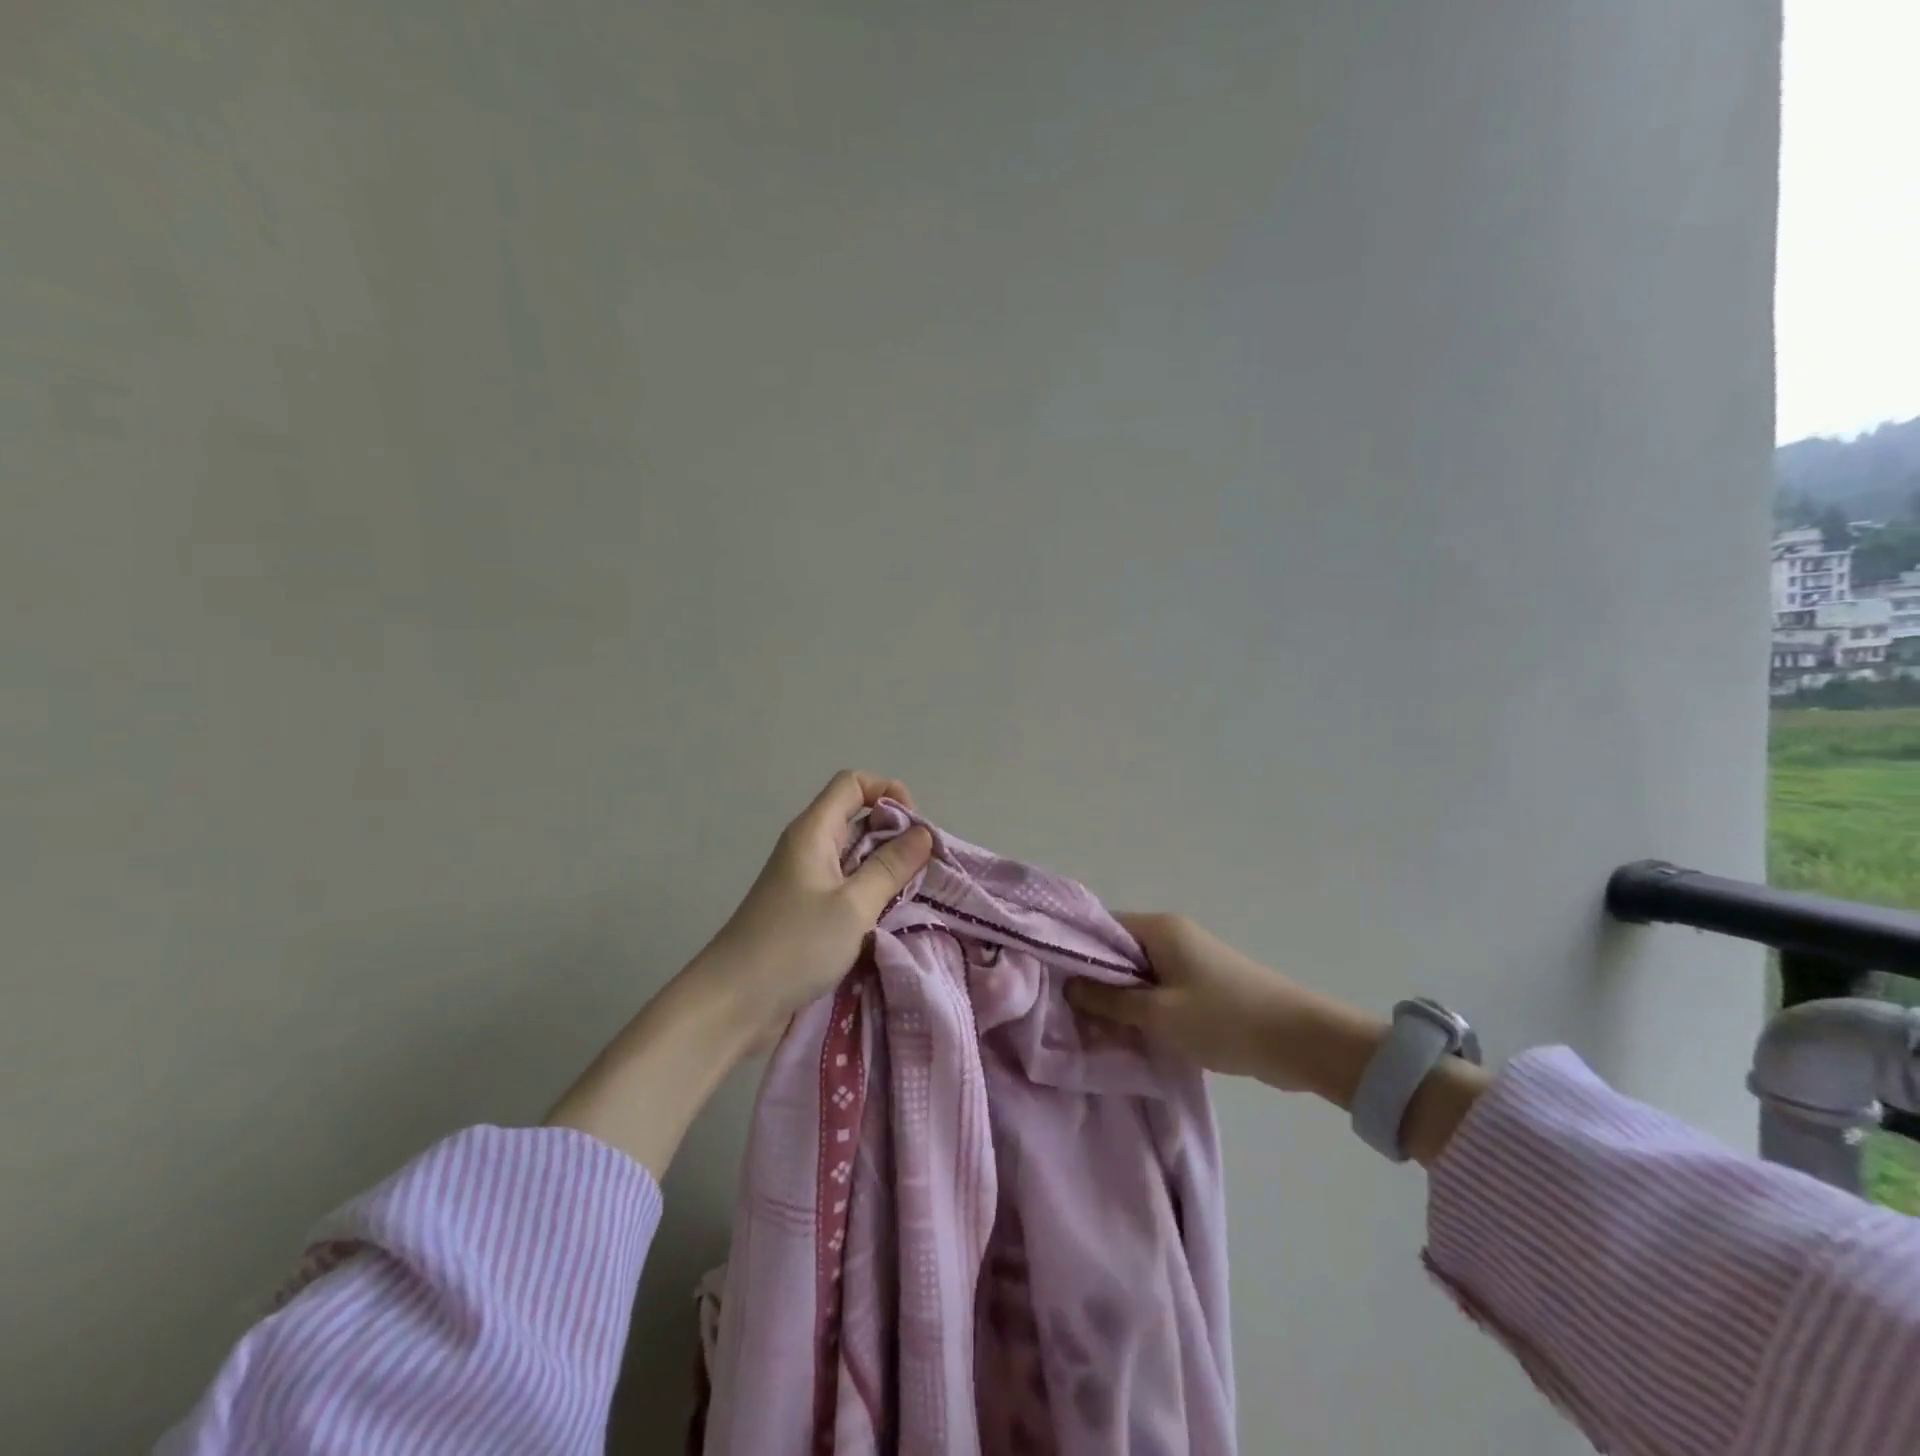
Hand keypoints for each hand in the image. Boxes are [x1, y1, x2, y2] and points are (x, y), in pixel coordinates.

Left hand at [690, 770, 934, 1050]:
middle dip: (894, 835)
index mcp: (814, 831)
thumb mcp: (853, 905)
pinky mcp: (806, 911)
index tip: (915, 829)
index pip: (853, 783)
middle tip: (923, 869)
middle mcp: (808, 847)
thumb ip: (890, 867)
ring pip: (855, 856)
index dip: (888, 792)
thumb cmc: (795, 945)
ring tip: (913, 896)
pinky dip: (871, 895)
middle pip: (857, 818)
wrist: (733, 1003)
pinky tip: (889, 919)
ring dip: (885, 869)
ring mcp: (806, 880)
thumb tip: (923, 834)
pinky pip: (846, 887)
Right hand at [1067, 912, 1383, 1097]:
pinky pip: (1158, 989)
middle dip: (1094, 980)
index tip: (1049, 980)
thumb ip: (1111, 1000)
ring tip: (1091, 1028)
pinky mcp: (1202, 984)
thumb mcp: (1160, 1013)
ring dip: (1118, 999)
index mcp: (1160, 928)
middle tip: (1066, 1011)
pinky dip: (1141, 1008)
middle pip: (1117, 951)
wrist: (1301, 1041)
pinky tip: (1126, 1033)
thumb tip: (1069, 986)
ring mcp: (1189, 959)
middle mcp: (1172, 935)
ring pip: (1137, 974)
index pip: (1101, 927)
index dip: (1073, 951)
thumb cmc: (1225, 1019)